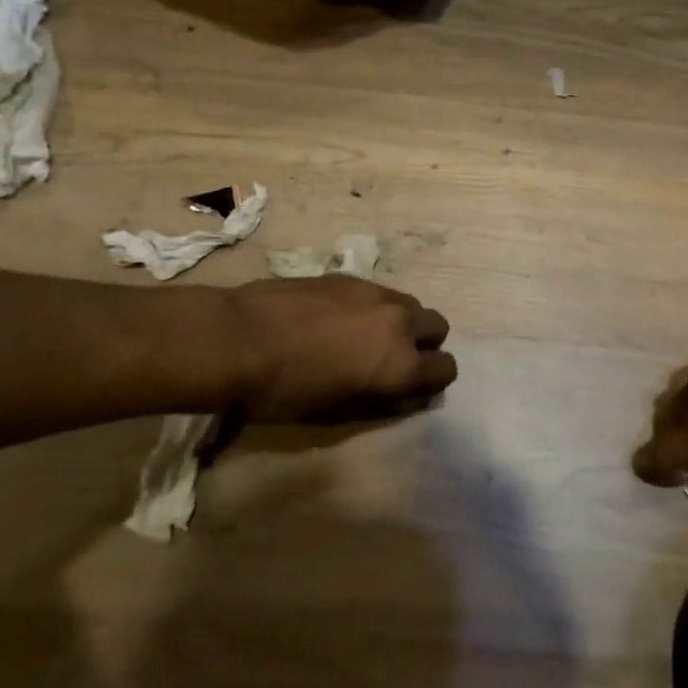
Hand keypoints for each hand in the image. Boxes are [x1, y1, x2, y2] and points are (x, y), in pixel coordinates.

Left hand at [226, 276, 455, 422]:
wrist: (240, 338)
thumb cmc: (285, 391)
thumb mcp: (339, 411)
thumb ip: (382, 398)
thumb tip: (402, 391)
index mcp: (401, 364)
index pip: (446, 369)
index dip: (433, 380)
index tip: (413, 387)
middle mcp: (400, 322)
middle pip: (438, 326)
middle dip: (424, 343)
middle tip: (392, 358)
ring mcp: (376, 293)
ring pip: (409, 304)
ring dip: (400, 321)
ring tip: (365, 336)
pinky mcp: (350, 276)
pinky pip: (378, 293)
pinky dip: (371, 307)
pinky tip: (337, 318)